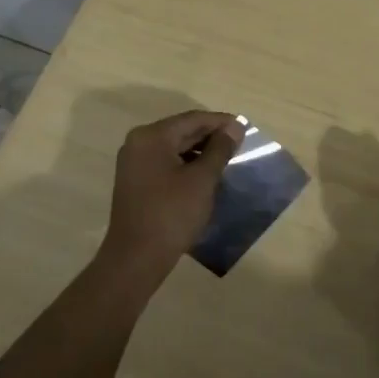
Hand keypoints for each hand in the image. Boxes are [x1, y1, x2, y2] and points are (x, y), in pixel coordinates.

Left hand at [96, 110, 243, 290]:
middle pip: (181, 131)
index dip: (220, 122)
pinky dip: (185, 164)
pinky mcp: (135, 181)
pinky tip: (204, 174)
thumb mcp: (202, 179)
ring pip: (173, 147)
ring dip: (199, 150)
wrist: (136, 258)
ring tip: (226, 159)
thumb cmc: (172, 213)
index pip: (192, 119)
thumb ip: (220, 149)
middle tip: (239, 144)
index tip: (245, 128)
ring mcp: (134, 163)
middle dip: (210, 136)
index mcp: (152, 136)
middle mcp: (138, 143)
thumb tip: (235, 127)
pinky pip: (165, 162)